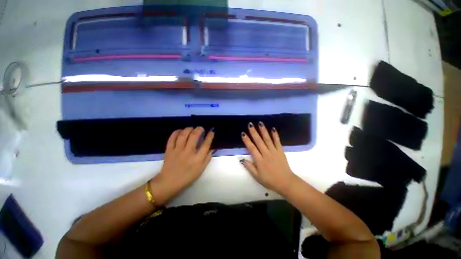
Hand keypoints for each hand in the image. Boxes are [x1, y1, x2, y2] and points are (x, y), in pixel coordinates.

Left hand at [150, 127, 214, 204]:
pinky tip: (180, 131)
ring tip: (191, 128)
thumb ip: (207, 159)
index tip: (212, 131)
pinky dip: (176, 132)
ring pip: (183, 135)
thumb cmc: (187, 177)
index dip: (210, 136)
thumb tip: (212, 149)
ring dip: (188, 129)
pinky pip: (172, 138)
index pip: (206, 144)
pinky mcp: (169, 150)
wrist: (169, 183)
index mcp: (197, 159)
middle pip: (194, 136)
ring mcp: (178, 150)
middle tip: (201, 128)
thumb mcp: (201, 170)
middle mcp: (188, 152)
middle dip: (199, 129)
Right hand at [240, 122, 296, 192]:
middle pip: (259, 141)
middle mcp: (266, 154)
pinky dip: (275, 135)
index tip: (243, 133)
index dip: (247, 141)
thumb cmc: (270, 180)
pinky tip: (273, 129)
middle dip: (254, 132)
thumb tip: (242, 159)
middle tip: (250, 124)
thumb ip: (249, 167)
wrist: (286, 182)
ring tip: (260, 123)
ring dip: (263, 131)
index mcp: (259, 160)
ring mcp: (274, 151)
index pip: (252, 148)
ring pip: (267, 139)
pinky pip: (277, 142)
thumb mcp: (257, 177)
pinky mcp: (280, 151)